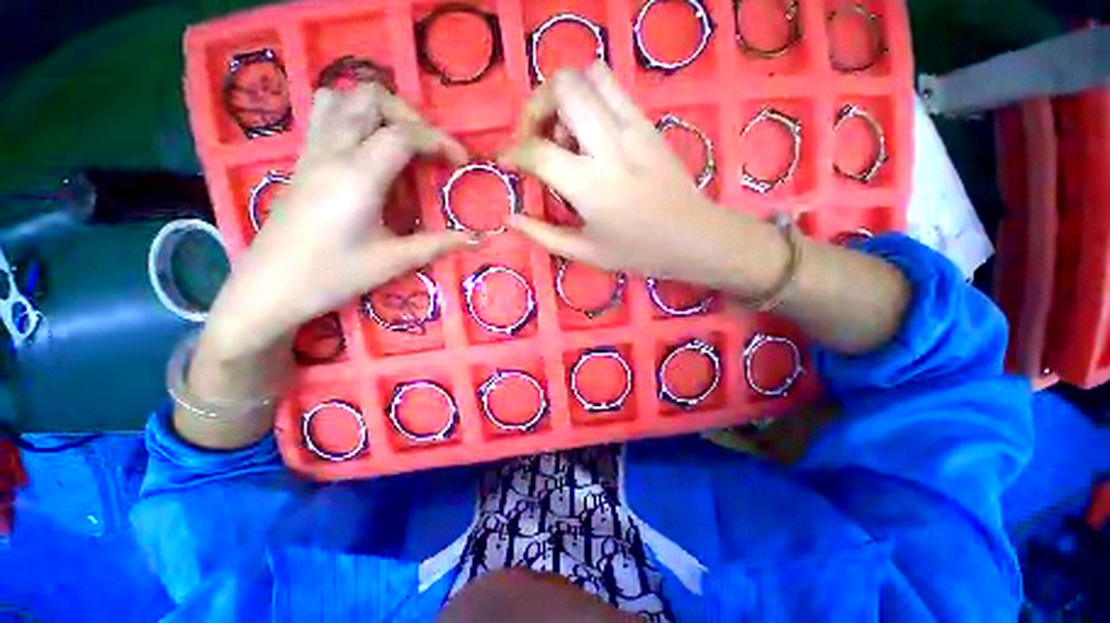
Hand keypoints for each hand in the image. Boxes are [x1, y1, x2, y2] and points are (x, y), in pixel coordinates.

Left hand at [205, 83, 472, 356]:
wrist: (269, 287)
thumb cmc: (332, 276)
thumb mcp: (392, 262)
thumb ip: (438, 244)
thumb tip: (477, 239)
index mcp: (357, 176)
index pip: (403, 134)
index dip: (439, 140)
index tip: (460, 161)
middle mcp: (332, 152)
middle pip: (370, 99)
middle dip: (410, 115)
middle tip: (429, 148)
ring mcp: (312, 152)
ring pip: (342, 97)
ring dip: (378, 109)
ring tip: (400, 140)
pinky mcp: (302, 160)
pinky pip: (325, 114)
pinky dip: (353, 115)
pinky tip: (368, 148)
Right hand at [500, 62, 740, 287]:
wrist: (693, 237)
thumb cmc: (638, 252)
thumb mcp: (585, 253)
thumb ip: (543, 234)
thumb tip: (510, 218)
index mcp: (590, 184)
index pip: (538, 149)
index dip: (513, 152)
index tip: (507, 161)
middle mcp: (609, 144)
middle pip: (563, 87)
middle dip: (536, 105)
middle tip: (535, 137)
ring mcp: (633, 127)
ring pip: (590, 75)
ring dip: (565, 96)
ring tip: (563, 133)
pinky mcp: (647, 123)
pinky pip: (612, 89)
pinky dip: (589, 99)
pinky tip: (589, 134)